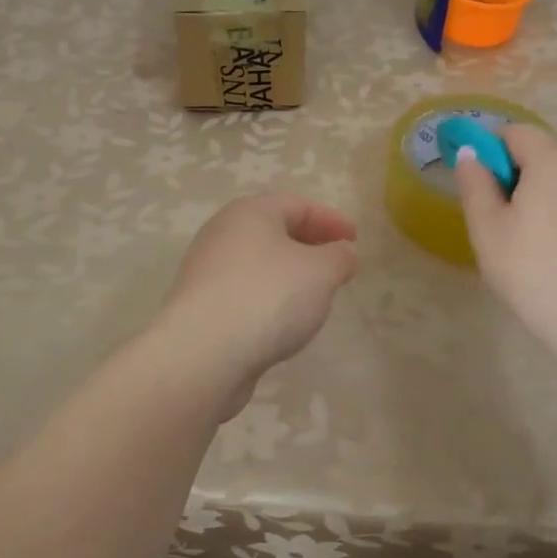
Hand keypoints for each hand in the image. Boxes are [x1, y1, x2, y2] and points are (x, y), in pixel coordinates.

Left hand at [159, 193, 358, 416]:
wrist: (203, 353)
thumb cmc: (269, 296)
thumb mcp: (321, 272)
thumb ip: (339, 257)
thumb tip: (343, 252)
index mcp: (250, 212)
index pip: (298, 204)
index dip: (331, 220)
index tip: (355, 240)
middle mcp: (223, 232)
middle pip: (274, 231)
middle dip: (309, 245)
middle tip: (336, 265)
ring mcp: (207, 270)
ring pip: (258, 263)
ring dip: (289, 274)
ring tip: (315, 296)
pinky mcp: (200, 305)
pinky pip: (244, 292)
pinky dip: (269, 298)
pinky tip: (283, 322)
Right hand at [453, 125, 556, 359]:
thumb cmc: (532, 271)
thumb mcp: (487, 228)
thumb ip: (474, 183)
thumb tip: (470, 153)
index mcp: (553, 159)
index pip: (516, 132)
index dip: (491, 149)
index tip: (479, 184)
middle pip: (544, 154)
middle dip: (519, 175)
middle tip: (502, 219)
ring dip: (546, 194)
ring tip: (533, 239)